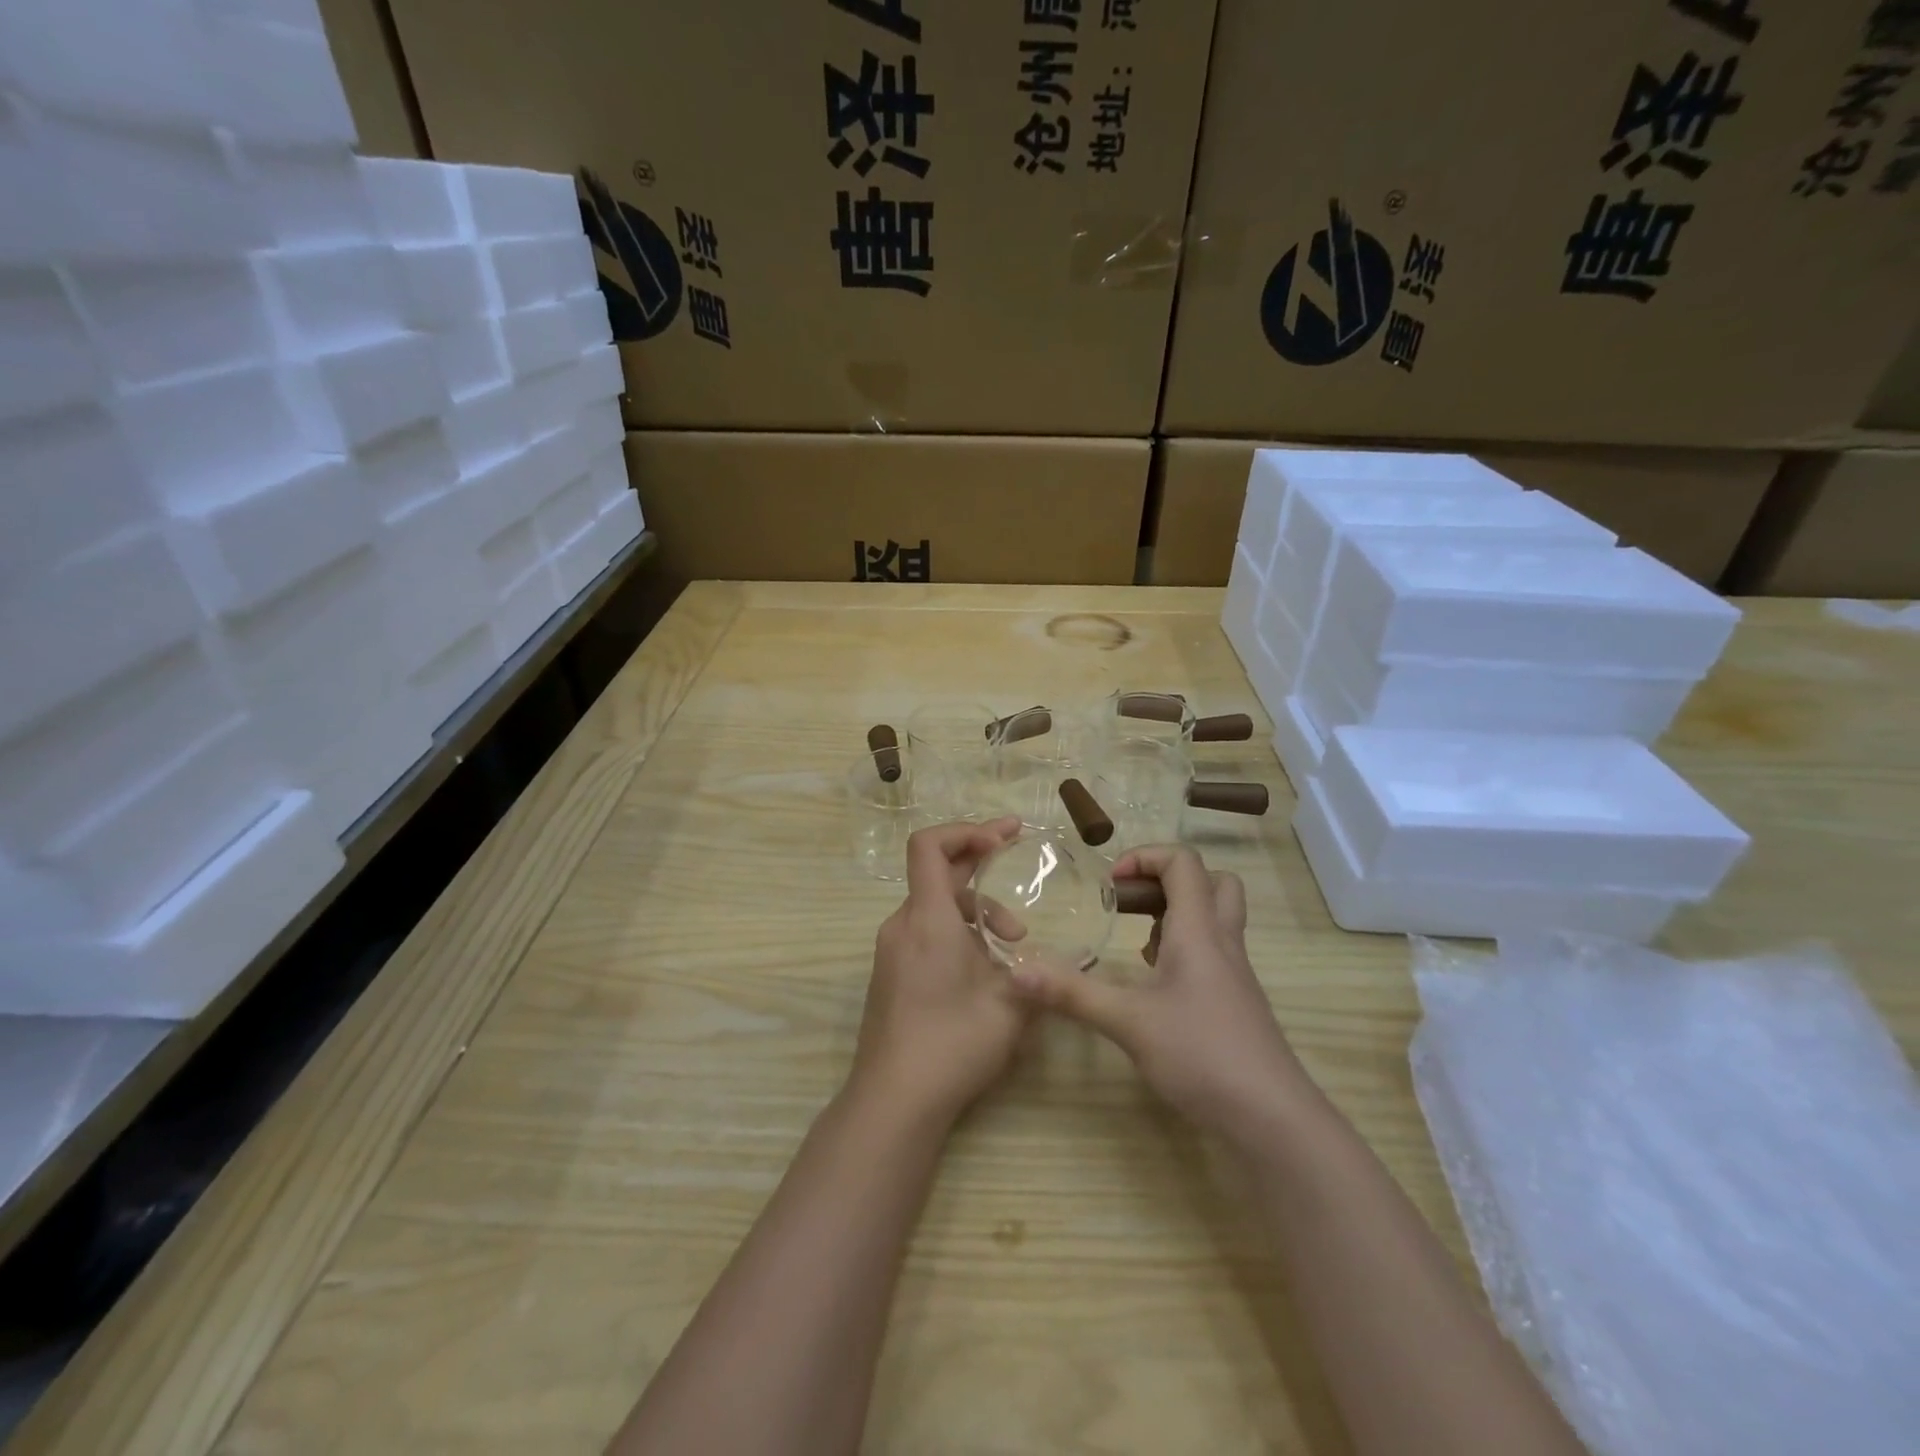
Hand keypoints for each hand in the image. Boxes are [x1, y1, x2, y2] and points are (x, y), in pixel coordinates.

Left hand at [849, 817, 1029, 1126]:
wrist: (893, 1101)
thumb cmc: (952, 1044)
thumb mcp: (1010, 1007)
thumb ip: (1039, 975)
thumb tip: (1066, 966)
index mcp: (927, 918)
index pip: (929, 846)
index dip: (966, 831)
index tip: (1004, 837)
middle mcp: (903, 925)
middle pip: (938, 875)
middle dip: (982, 868)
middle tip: (1019, 874)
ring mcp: (893, 951)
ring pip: (936, 908)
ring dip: (975, 912)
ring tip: (1012, 946)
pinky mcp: (891, 974)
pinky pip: (925, 932)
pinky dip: (957, 932)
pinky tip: (984, 969)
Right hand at [1008, 844, 1313, 1142]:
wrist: (1272, 1117)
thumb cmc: (1202, 1054)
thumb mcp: (1128, 1022)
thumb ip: (1073, 993)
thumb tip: (1018, 972)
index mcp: (1199, 930)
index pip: (1183, 863)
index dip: (1145, 858)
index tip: (1110, 885)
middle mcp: (1222, 941)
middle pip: (1211, 882)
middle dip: (1165, 880)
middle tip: (1128, 904)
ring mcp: (1234, 972)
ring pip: (1213, 917)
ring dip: (1174, 913)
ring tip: (1134, 939)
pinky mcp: (1235, 1000)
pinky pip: (1211, 950)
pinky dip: (1182, 947)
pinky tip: (1154, 980)